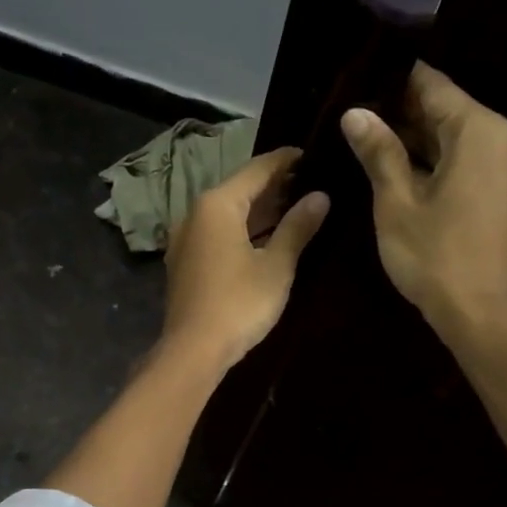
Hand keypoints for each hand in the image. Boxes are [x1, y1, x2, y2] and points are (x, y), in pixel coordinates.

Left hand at [162, 147, 329, 370]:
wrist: (193, 351)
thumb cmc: (239, 304)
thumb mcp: (276, 265)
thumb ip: (298, 227)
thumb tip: (320, 196)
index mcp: (217, 205)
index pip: (257, 169)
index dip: (287, 161)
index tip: (314, 155)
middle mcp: (195, 214)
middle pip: (240, 190)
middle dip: (275, 187)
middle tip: (312, 184)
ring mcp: (186, 240)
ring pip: (228, 214)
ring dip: (259, 211)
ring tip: (297, 209)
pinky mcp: (185, 264)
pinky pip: (218, 235)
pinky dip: (243, 231)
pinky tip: (267, 239)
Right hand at [340, 62, 506, 342]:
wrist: (484, 316)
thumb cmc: (435, 257)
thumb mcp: (397, 202)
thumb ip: (379, 152)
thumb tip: (356, 113)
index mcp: (481, 130)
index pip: (432, 86)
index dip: (394, 82)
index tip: (360, 84)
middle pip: (449, 111)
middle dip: (405, 115)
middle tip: (358, 121)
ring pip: (460, 139)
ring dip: (422, 142)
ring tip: (374, 146)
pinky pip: (473, 163)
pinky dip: (443, 164)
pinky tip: (408, 174)